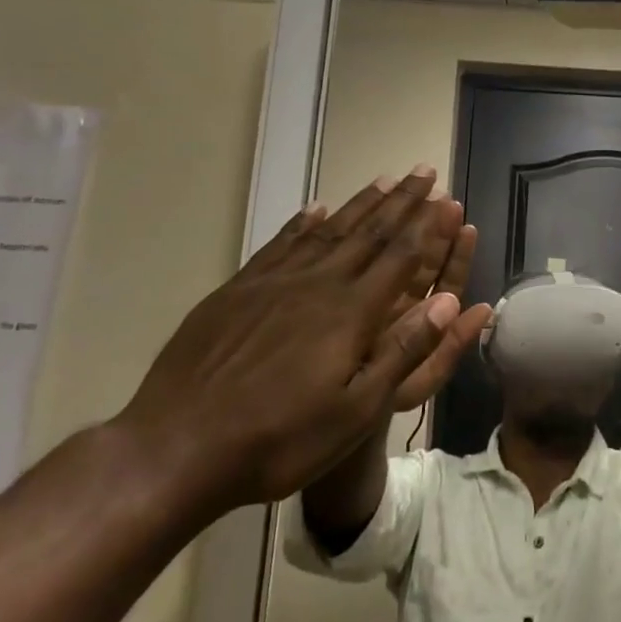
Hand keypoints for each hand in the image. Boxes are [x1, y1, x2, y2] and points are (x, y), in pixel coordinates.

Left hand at [114, 167, 491, 514]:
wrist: (173, 450)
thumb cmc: (278, 440)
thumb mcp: (355, 411)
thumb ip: (402, 352)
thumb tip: (447, 301)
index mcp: (350, 313)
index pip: (400, 257)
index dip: (427, 225)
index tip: (445, 196)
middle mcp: (317, 284)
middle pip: (369, 233)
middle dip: (402, 200)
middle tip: (424, 171)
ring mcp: (272, 284)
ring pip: (327, 231)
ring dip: (360, 203)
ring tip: (384, 179)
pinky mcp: (235, 292)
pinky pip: (279, 245)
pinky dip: (302, 223)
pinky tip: (315, 209)